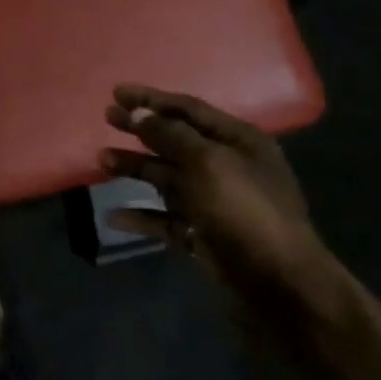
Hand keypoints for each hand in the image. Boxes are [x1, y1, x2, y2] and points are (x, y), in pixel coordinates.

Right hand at [100, 84, 332, 301]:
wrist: (279, 286)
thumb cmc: (245, 212)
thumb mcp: (208, 163)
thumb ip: (171, 135)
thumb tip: (141, 114)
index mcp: (238, 141)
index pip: (189, 109)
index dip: (152, 99)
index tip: (117, 93)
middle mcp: (226, 167)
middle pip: (175, 141)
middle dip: (140, 129)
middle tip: (107, 118)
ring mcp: (213, 203)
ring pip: (166, 178)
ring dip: (135, 168)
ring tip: (102, 162)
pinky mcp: (202, 235)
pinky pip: (165, 219)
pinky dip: (141, 216)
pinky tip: (114, 215)